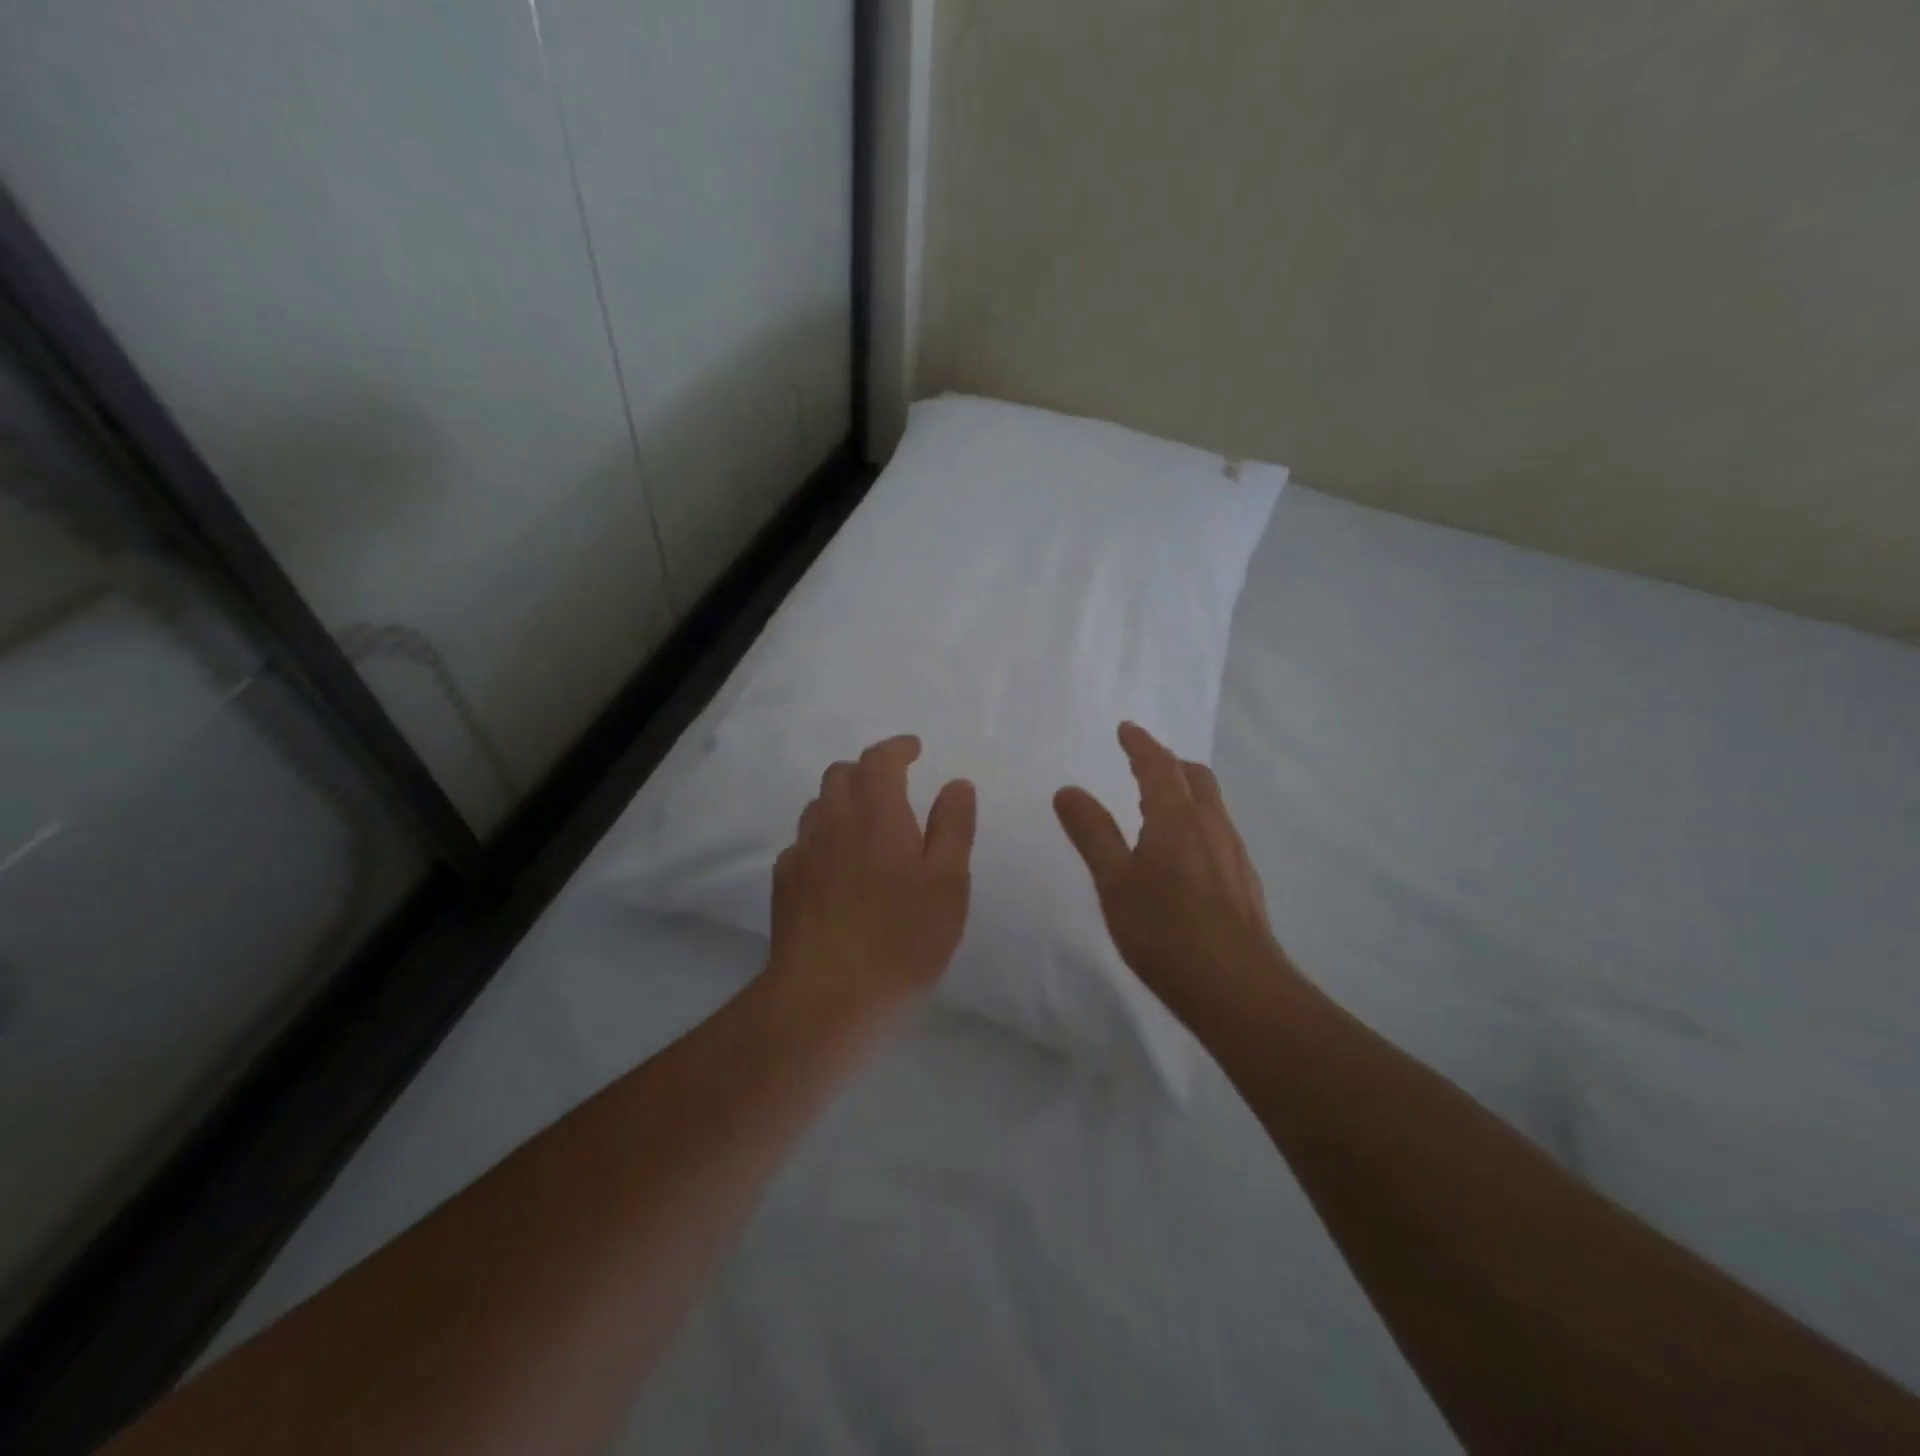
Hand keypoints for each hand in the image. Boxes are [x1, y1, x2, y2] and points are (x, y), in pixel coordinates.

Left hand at [768, 735, 976, 1013]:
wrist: (827, 994)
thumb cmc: (902, 937)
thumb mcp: (947, 882)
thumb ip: (953, 827)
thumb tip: (956, 784)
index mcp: (877, 812)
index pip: (880, 759)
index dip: (897, 748)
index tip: (914, 749)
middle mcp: (833, 820)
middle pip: (841, 774)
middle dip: (867, 771)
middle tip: (893, 787)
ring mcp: (802, 852)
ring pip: (819, 807)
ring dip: (843, 802)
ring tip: (866, 826)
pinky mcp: (784, 883)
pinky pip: (803, 843)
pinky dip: (824, 838)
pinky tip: (837, 868)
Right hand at [1054, 722, 1291, 1023]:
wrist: (1239, 989)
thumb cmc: (1166, 931)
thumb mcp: (1115, 881)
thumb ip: (1092, 833)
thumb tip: (1068, 790)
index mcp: (1177, 818)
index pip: (1158, 766)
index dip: (1141, 744)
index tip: (1126, 729)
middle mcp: (1212, 826)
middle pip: (1195, 778)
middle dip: (1168, 763)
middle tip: (1144, 763)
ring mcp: (1233, 855)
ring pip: (1211, 806)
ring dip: (1186, 792)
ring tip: (1160, 805)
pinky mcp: (1244, 883)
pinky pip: (1219, 833)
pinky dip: (1197, 823)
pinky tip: (1184, 855)